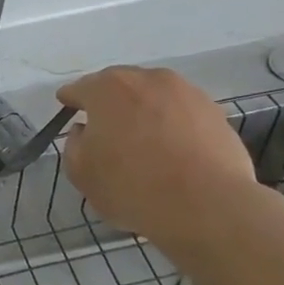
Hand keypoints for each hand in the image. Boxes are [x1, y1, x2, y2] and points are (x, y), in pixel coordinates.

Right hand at [57, 66, 260, 247]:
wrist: (207, 205)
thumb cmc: (131, 186)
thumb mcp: (81, 172)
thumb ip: (74, 144)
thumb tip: (85, 131)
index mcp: (107, 89)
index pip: (79, 89)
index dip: (70, 101)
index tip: (68, 110)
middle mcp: (147, 79)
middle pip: (120, 86)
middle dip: (109, 102)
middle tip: (104, 126)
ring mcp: (187, 93)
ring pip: (154, 97)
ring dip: (143, 111)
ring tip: (143, 139)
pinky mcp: (216, 112)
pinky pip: (182, 113)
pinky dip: (172, 124)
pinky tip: (172, 149)